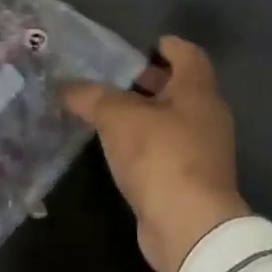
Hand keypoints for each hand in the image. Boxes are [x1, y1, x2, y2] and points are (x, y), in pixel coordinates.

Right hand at [62, 36, 251, 271]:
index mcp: (197, 90)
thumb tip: (65, 87)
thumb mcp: (117, 117)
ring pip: (171, 120)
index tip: (138, 47)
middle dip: (147, 81)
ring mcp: (202, 151)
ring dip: (143, 115)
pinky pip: (166, 149)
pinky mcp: (191, 180)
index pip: (187, 54)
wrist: (188, 226)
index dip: (164, 46)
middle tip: (111, 80)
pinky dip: (144, 143)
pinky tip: (116, 149)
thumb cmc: (160, 156)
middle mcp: (206, 116)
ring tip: (104, 114)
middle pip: (179, 87)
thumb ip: (90, 96)